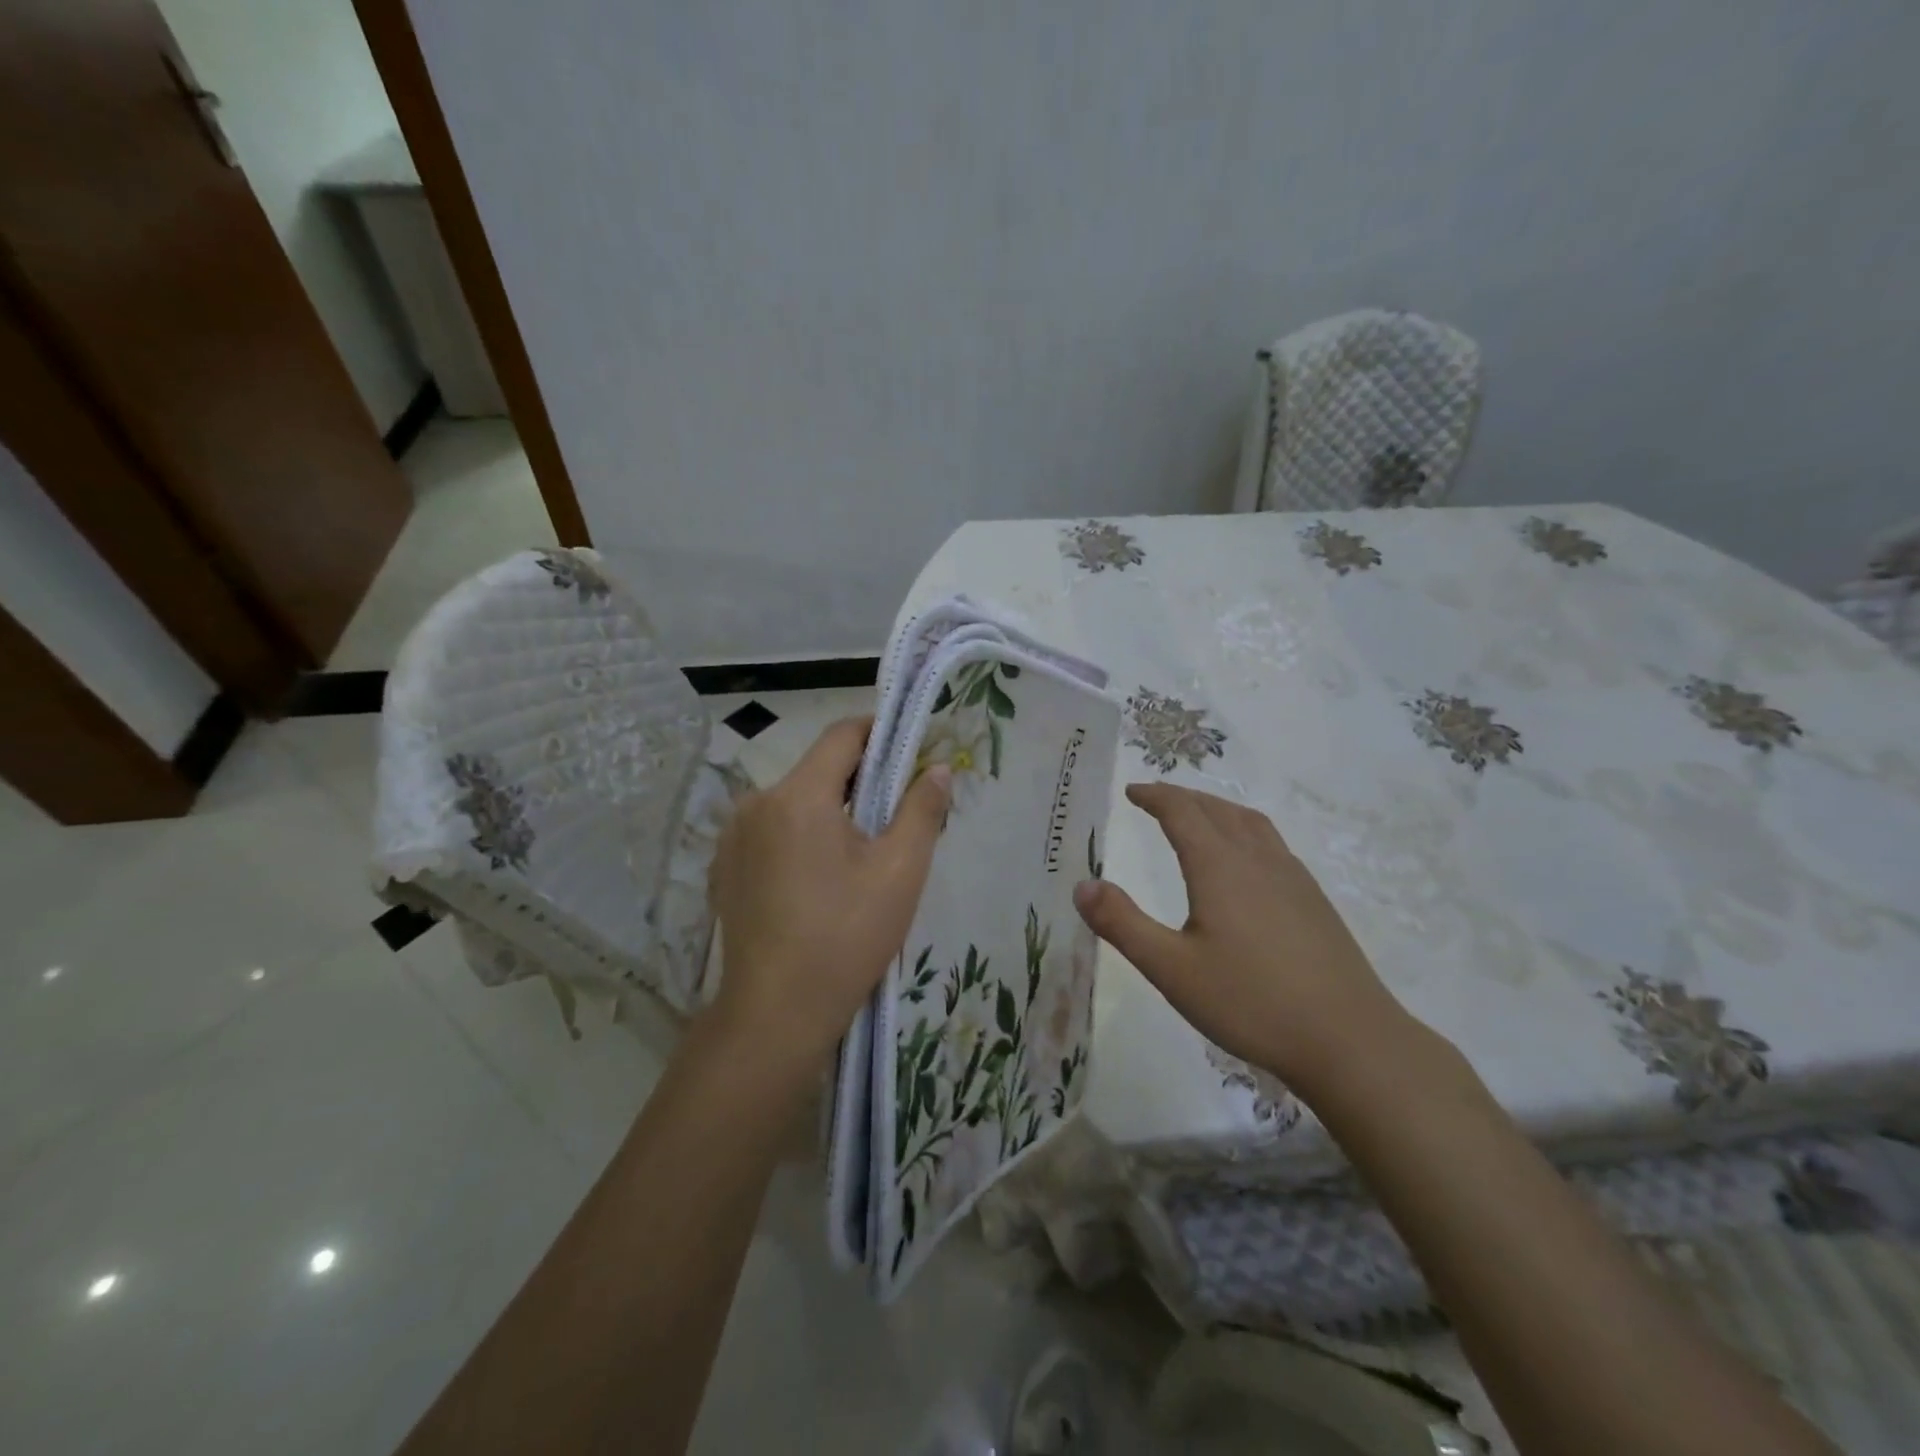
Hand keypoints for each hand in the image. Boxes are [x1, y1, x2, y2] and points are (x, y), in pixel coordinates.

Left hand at [709, 717, 950, 1074]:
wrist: (775, 1013)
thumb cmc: (846, 936)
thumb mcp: (900, 871)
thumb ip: (922, 809)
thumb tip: (938, 768)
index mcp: (798, 795)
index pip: (843, 735)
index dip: (881, 733)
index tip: (912, 749)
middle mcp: (756, 802)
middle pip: (818, 770)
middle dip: (860, 780)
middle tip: (896, 813)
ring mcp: (734, 836)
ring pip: (795, 801)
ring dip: (830, 811)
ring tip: (860, 854)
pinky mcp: (726, 866)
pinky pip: (772, 831)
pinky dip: (801, 836)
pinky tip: (819, 880)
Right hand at [1072, 782, 1411, 1095]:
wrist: (1350, 1040)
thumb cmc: (1251, 1002)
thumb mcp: (1171, 969)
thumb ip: (1122, 924)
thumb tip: (1081, 885)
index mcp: (1219, 866)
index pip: (1182, 812)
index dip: (1154, 796)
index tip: (1132, 791)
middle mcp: (1257, 860)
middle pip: (1216, 809)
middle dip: (1182, 797)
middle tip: (1155, 798)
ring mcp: (1293, 878)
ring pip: (1250, 823)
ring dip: (1217, 808)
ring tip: (1199, 815)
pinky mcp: (1314, 901)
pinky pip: (1272, 844)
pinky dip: (1245, 831)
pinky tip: (1246, 862)